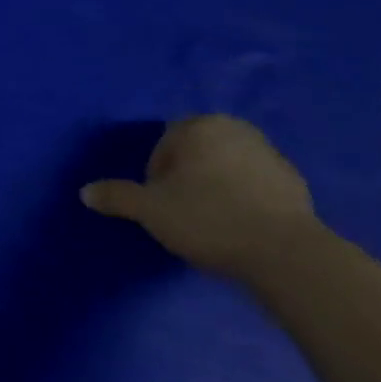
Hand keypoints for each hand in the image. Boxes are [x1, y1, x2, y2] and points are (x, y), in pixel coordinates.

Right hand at [80, 115, 322, 277]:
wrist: (285, 253)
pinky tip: (238, 229)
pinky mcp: (295, 184)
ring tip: (209, 223)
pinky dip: (243, 201)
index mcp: (200, 127)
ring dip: (214, 188)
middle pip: (196, 153)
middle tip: (179, 211)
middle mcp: (237, 131)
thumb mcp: (149, 209)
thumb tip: (85, 191)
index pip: (164, 144)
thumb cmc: (207, 218)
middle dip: (185, 177)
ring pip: (226, 168)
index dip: (155, 175)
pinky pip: (254, 187)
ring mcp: (271, 155)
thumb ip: (116, 196)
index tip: (158, 203)